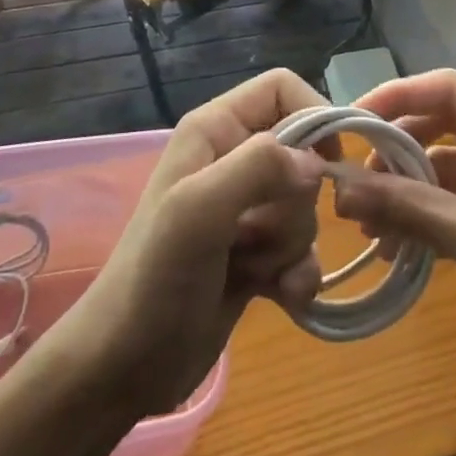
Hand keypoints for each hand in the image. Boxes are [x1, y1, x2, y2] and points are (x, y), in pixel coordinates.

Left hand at [50, 70, 331, 417]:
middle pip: (303, 154)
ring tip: (254, 270)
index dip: (314, 114)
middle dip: (295, 202)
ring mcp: (246, 210)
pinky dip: (299, 274)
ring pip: (305, 207)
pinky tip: (281, 297)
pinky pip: (303, 251)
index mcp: (216, 129)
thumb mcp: (198, 209)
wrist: (124, 368)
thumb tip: (316, 163)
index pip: (282, 88)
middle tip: (258, 233)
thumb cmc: (155, 277)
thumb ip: (257, 167)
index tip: (331, 160)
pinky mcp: (256, 255)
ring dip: (291, 244)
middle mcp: (233, 159)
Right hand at [334, 70, 455, 378]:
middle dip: (399, 152)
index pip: (448, 88)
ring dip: (413, 189)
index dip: (394, 98)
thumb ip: (413, 210)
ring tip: (368, 224)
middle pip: (447, 122)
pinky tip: (401, 242)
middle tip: (352, 184)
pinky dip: (435, 212)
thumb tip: (339, 188)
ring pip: (453, 162)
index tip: (346, 124)